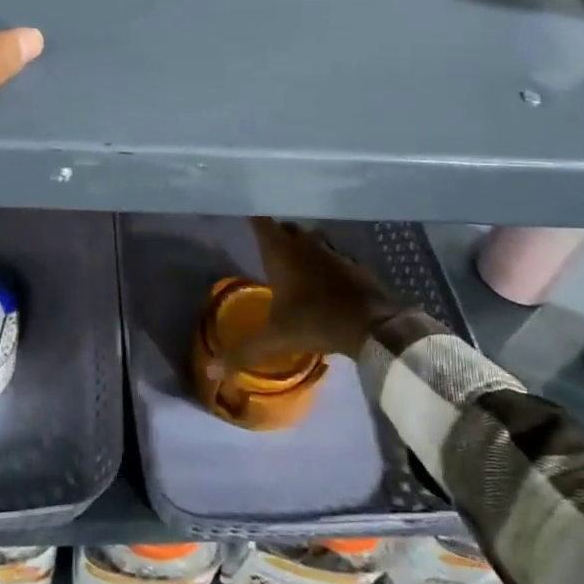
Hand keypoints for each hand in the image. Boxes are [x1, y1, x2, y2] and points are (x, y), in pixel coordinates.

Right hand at [211, 218, 399, 372]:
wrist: (373, 324)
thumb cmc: (316, 320)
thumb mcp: (276, 338)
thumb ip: (244, 352)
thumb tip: (210, 371)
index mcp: (281, 253)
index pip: (261, 224)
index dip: (252, 217)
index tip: (243, 212)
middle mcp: (305, 244)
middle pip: (286, 228)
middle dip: (276, 233)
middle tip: (265, 245)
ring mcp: (332, 252)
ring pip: (311, 239)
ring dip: (302, 246)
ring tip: (293, 261)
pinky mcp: (353, 265)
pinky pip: (332, 256)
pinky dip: (324, 262)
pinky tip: (323, 279)